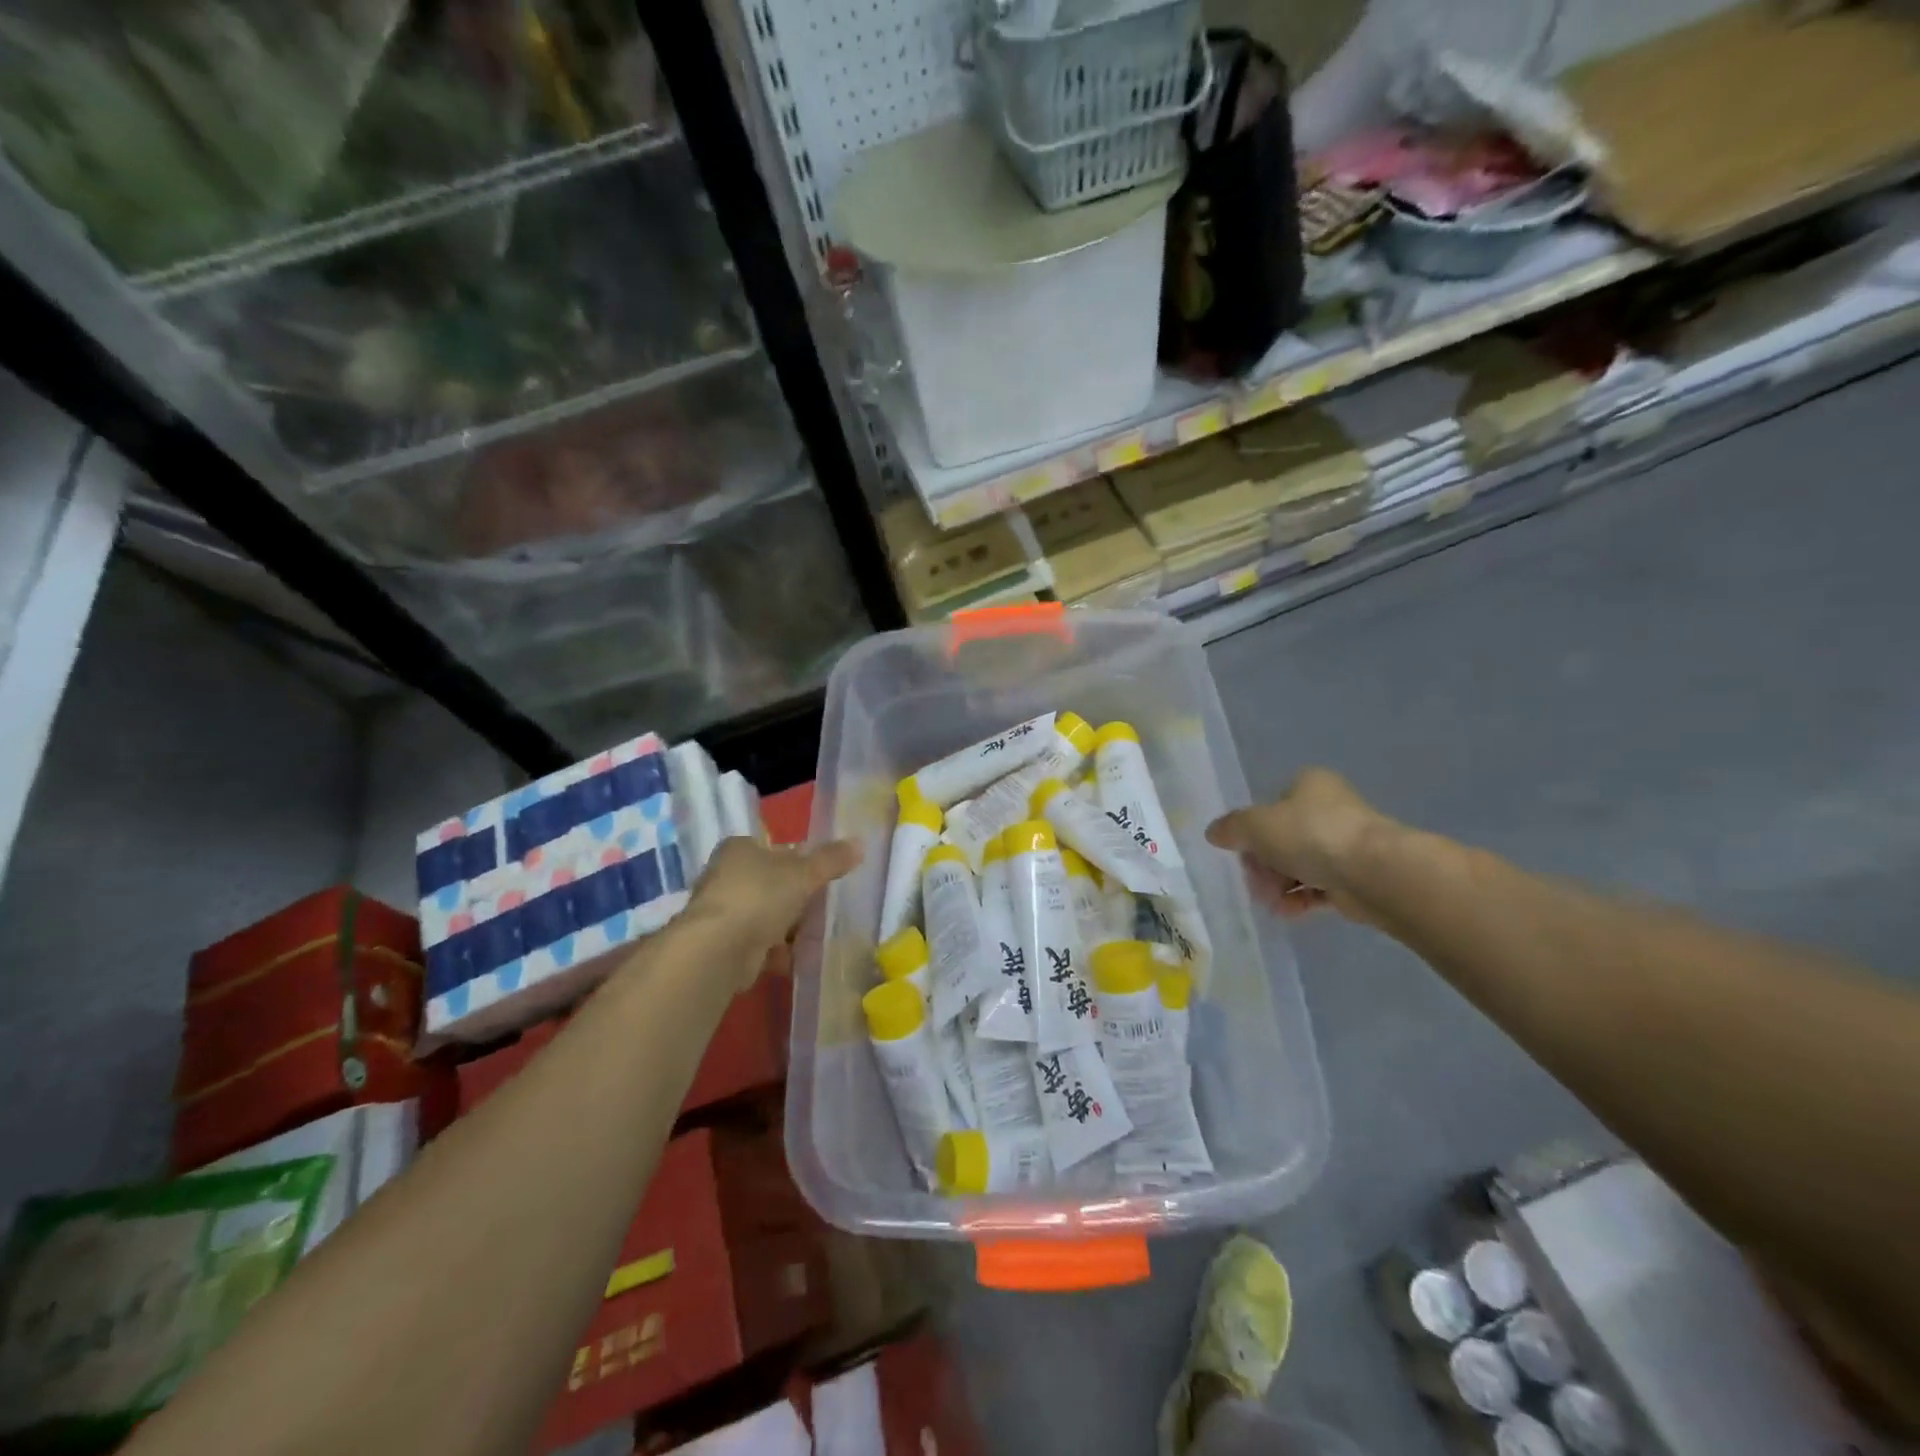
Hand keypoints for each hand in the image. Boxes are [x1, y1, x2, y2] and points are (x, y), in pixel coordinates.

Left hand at [681, 836, 862, 985]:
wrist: (719, 949)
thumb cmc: (761, 896)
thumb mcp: (804, 873)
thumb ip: (831, 860)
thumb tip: (860, 843)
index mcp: (739, 849)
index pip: (773, 848)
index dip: (798, 860)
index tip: (820, 876)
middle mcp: (725, 876)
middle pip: (770, 883)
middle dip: (795, 897)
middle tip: (823, 907)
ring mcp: (721, 912)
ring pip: (764, 915)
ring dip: (787, 927)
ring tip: (816, 935)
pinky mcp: (722, 945)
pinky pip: (758, 944)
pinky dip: (776, 951)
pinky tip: (796, 958)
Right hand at [1206, 769, 1388, 922]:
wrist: (1373, 872)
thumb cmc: (1310, 835)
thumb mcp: (1255, 825)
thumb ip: (1231, 828)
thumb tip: (1214, 833)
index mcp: (1309, 785)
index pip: (1271, 805)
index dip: (1252, 829)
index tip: (1243, 852)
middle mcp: (1330, 808)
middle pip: (1283, 837)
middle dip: (1264, 864)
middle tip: (1255, 882)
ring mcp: (1346, 844)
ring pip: (1300, 864)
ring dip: (1279, 884)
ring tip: (1271, 902)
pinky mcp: (1357, 876)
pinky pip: (1320, 887)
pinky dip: (1301, 899)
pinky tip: (1288, 911)